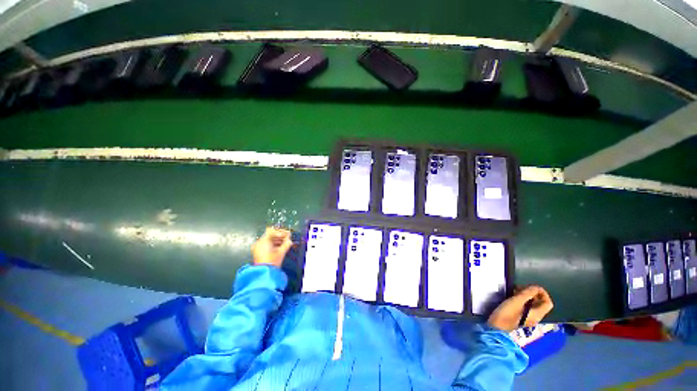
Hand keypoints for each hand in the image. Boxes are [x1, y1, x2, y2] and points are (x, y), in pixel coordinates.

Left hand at [251, 227, 293, 267]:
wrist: (264, 273)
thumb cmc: (273, 261)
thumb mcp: (282, 251)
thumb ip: (287, 243)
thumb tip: (289, 240)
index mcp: (264, 240)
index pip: (272, 231)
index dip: (281, 232)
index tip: (287, 235)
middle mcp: (259, 242)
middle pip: (270, 235)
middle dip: (279, 236)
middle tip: (287, 239)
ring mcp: (257, 247)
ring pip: (268, 240)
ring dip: (276, 240)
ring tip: (284, 244)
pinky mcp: (257, 252)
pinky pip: (265, 245)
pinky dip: (272, 245)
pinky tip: (278, 248)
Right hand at [487, 285, 553, 331]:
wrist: (496, 326)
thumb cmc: (507, 313)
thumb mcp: (517, 301)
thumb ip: (528, 293)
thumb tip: (536, 287)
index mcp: (537, 314)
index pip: (548, 303)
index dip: (543, 293)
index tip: (532, 286)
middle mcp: (535, 317)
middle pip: (540, 303)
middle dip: (533, 293)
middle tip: (521, 287)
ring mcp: (527, 317)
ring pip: (532, 304)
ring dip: (526, 296)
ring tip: (515, 290)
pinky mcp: (520, 317)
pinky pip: (525, 307)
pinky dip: (521, 300)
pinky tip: (513, 297)